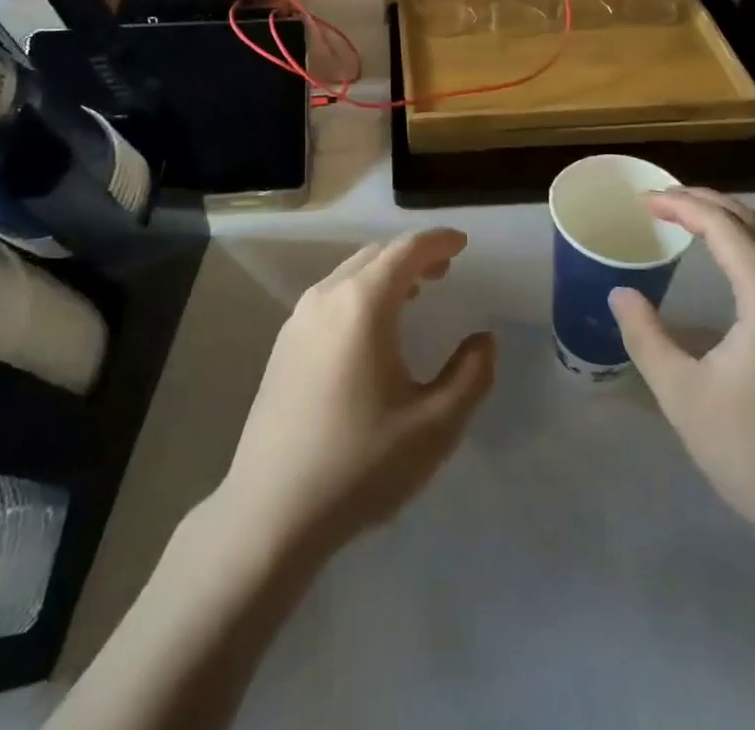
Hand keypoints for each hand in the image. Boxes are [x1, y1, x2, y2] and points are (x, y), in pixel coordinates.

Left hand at [217, 228, 496, 558]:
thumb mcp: (434, 426)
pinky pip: (330, 297)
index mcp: (363, 304)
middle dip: (413, 256)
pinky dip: (360, 293)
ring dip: (385, 274)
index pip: (406, 251)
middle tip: (444, 270)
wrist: (270, 513)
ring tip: (414, 294)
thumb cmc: (359, 464)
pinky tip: (371, 329)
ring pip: (349, 274)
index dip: (438, 241)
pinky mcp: (283, 346)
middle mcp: (326, 298)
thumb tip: (484, 340)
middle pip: (376, 255)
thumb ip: (470, 376)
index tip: (462, 243)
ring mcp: (298, 320)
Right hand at [610, 189, 754, 556]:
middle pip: (749, 222)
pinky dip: (739, 244)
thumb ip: (645, 335)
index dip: (680, 205)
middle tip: (657, 199)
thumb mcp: (682, 393)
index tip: (642, 201)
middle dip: (702, 202)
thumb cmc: (752, 449)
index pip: (722, 226)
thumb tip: (620, 293)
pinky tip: (717, 257)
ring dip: (722, 220)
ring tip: (679, 216)